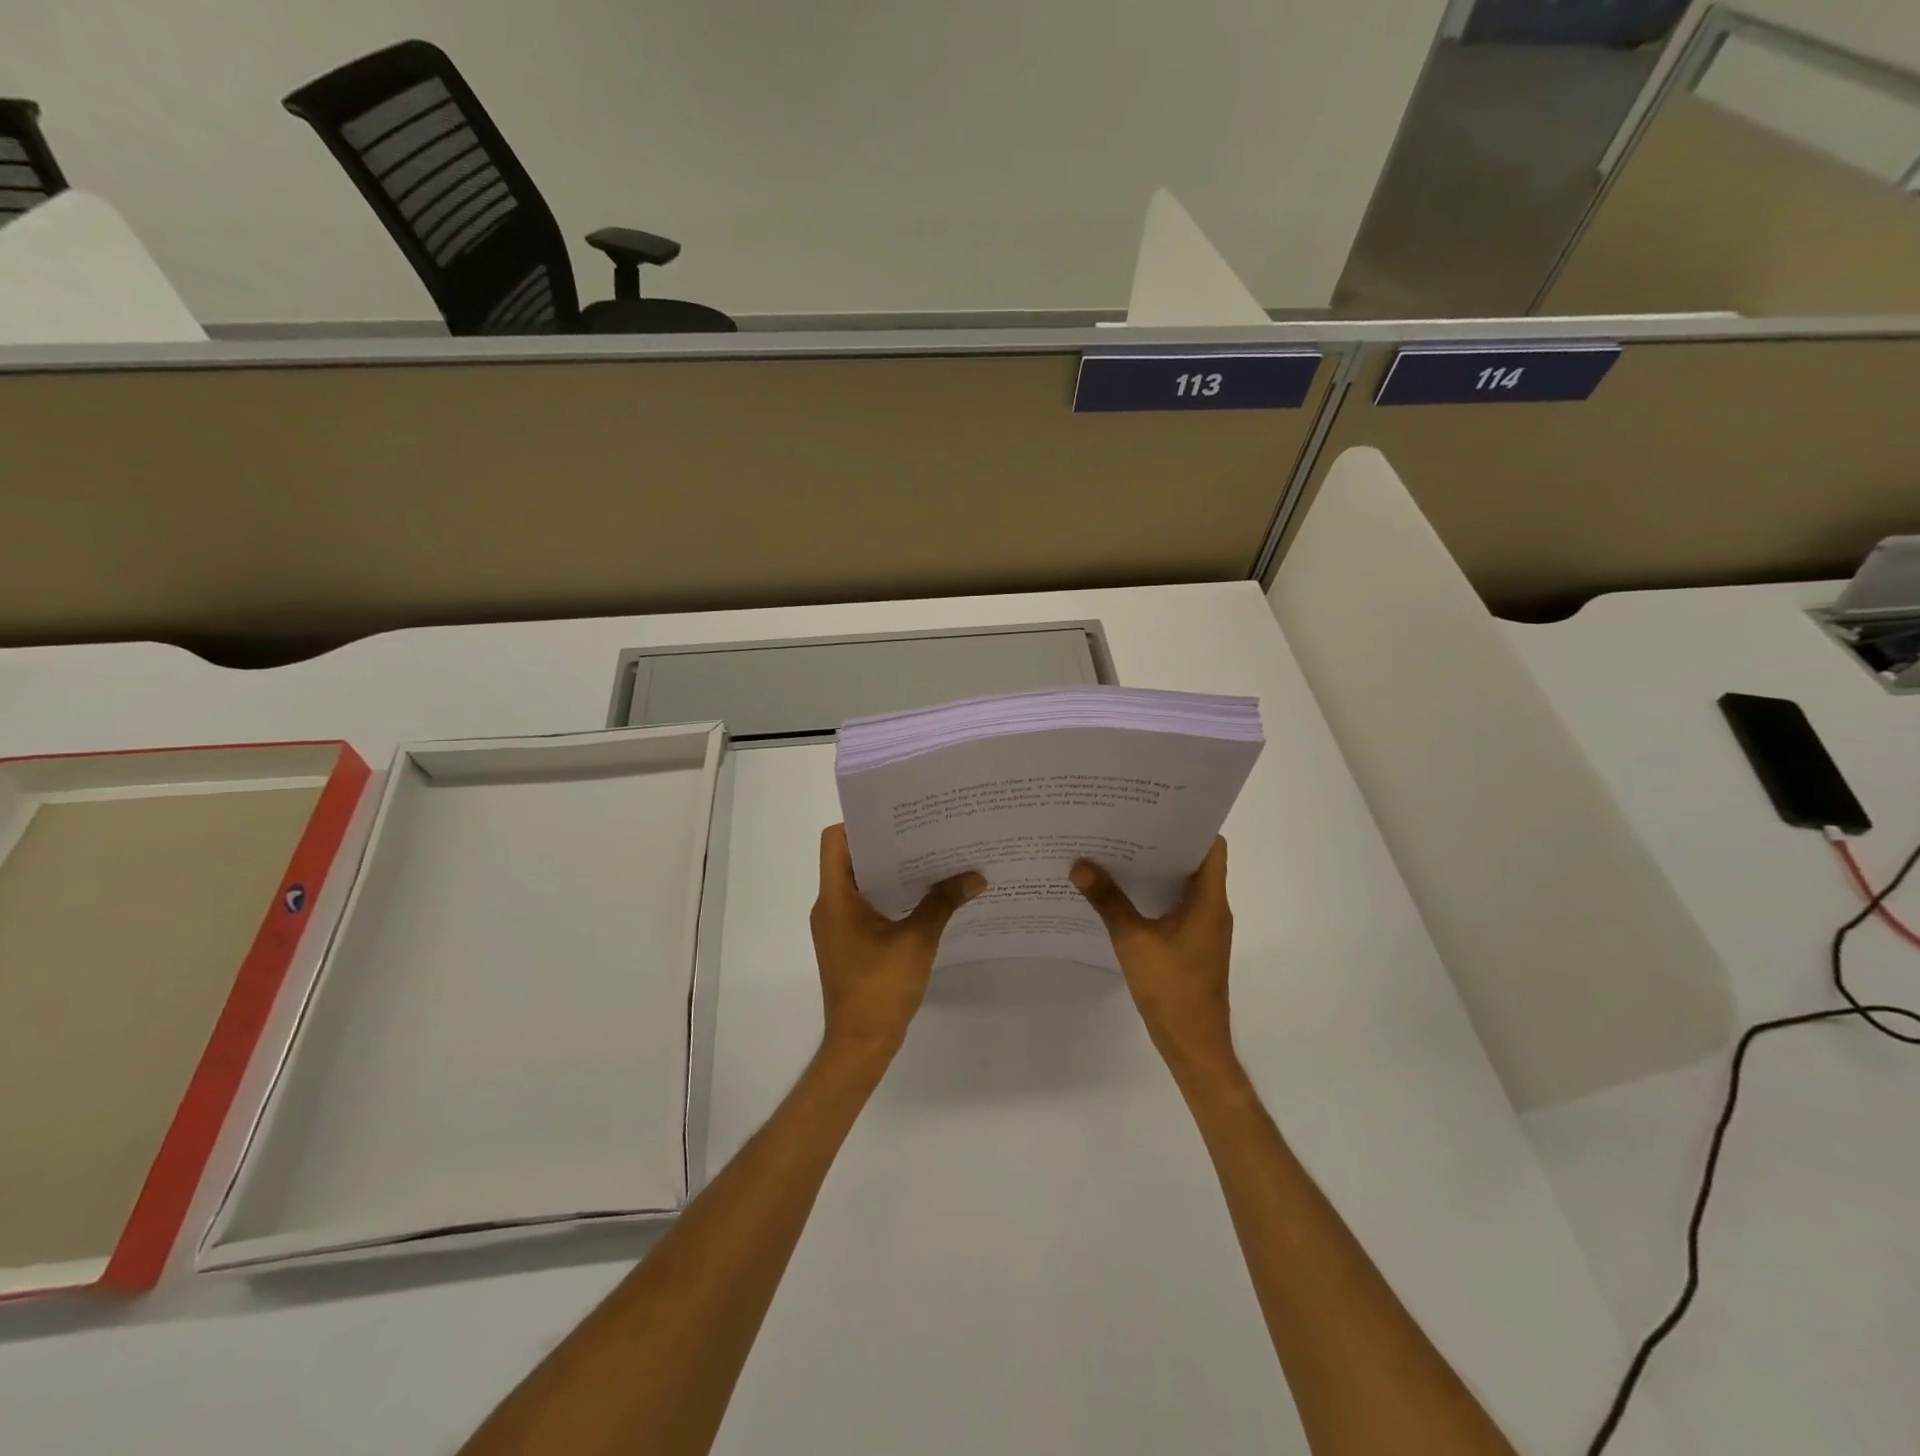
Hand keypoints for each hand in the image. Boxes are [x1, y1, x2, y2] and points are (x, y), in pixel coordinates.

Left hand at [810, 824, 984, 1055]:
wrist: (860, 1044)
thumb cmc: (880, 988)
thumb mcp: (917, 941)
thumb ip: (943, 903)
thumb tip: (976, 877)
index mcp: (835, 898)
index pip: (836, 841)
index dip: (862, 824)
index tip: (899, 818)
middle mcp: (829, 906)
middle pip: (851, 858)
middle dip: (887, 844)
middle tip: (926, 832)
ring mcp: (837, 925)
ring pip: (860, 882)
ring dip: (891, 871)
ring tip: (931, 857)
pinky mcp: (849, 941)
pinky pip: (866, 904)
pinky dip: (890, 895)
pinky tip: (925, 895)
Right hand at [1072, 837, 1236, 1079]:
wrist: (1193, 1044)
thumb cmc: (1171, 988)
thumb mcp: (1133, 941)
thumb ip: (1108, 901)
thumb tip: (1080, 866)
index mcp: (1209, 901)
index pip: (1211, 847)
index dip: (1189, 824)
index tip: (1157, 808)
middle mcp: (1212, 908)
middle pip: (1195, 862)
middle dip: (1164, 842)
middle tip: (1127, 822)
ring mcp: (1204, 928)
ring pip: (1184, 885)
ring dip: (1158, 868)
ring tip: (1120, 849)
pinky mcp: (1193, 943)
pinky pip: (1176, 906)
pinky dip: (1155, 893)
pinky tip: (1124, 891)